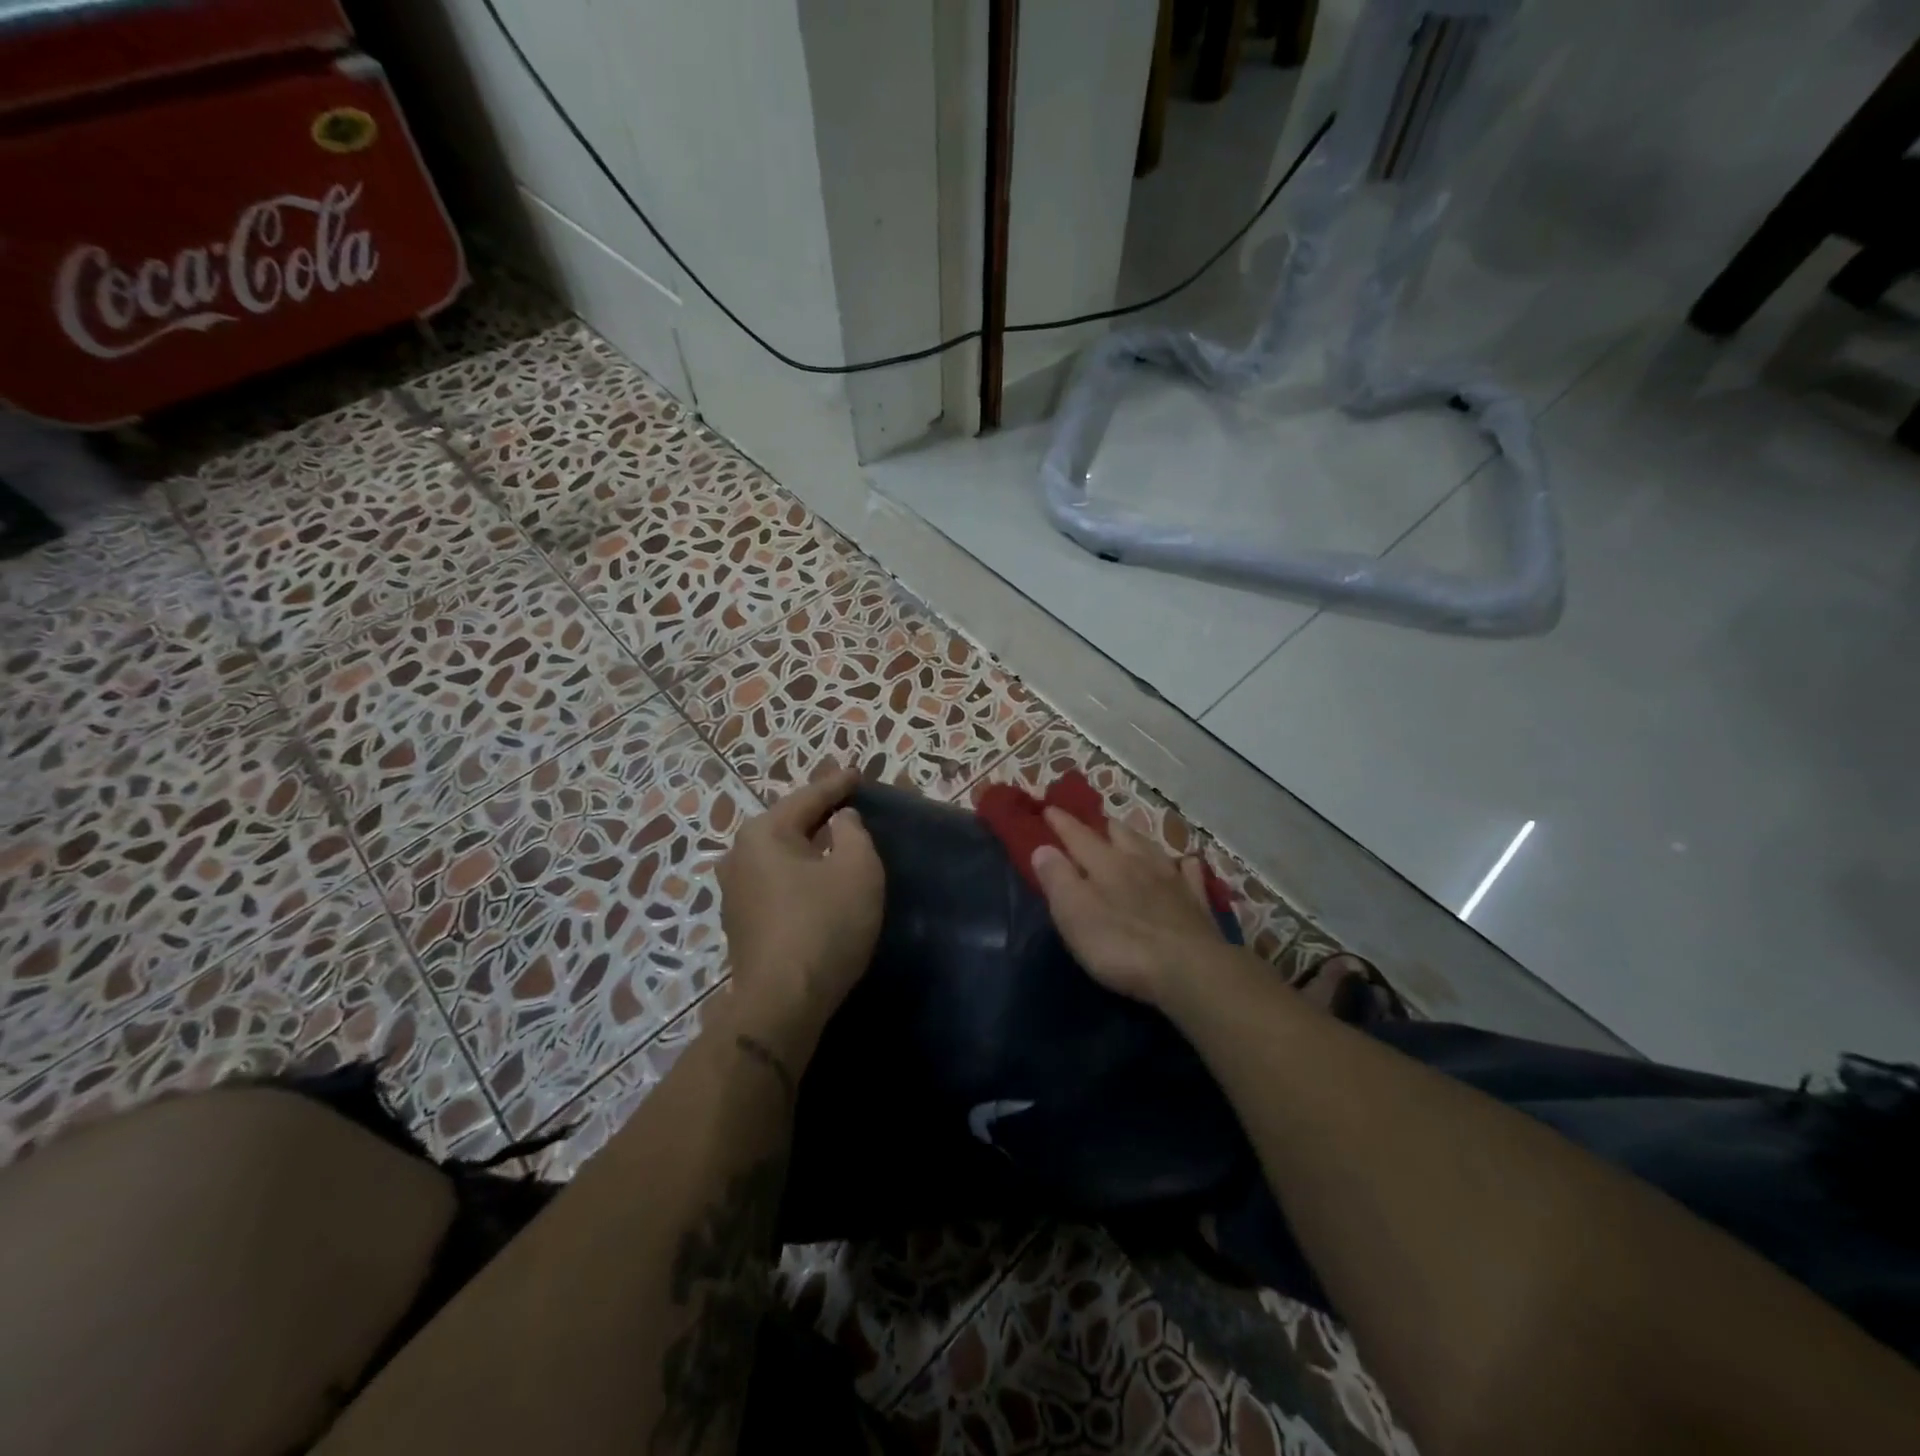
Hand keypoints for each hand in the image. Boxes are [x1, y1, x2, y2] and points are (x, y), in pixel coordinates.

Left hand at [717, 768, 884, 1058]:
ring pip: (780, 854)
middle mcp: (740, 855)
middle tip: (848, 802)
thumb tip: (840, 821)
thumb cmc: (825, 925)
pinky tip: (816, 876)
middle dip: (819, 813)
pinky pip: (776, 880)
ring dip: (808, 844)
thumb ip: (855, 833)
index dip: (838, 784)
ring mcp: (734, 891)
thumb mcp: (858, 870)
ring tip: (835, 836)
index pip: (809, 798)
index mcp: (764, 833)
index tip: (857, 773)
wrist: (782, 1003)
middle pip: (789, 823)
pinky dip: (799, 871)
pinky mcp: (741, 922)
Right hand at [1030, 808, 1230, 1007]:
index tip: (1049, 808)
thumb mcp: (1074, 914)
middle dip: (1102, 826)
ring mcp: (1172, 880)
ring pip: (1152, 848)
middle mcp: (1139, 862)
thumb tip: (1043, 848)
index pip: (1078, 836)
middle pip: (1119, 834)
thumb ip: (1057, 879)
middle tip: (1092, 823)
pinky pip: (1191, 874)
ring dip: (1137, 839)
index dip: (1062, 823)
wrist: (1189, 970)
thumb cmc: (1120, 944)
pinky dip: (1185, 865)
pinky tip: (1186, 863)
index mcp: (1105, 863)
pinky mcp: (1197, 903)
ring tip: (1128, 836)